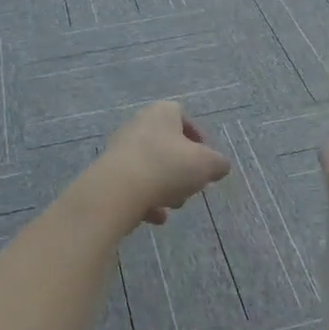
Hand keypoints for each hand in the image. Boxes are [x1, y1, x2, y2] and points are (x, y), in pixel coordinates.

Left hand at [100, 101, 231, 224]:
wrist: (118, 190)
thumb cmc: (167, 166)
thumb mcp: (207, 164)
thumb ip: (218, 164)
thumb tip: (220, 166)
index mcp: (162, 112)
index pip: (183, 116)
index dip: (198, 138)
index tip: (206, 160)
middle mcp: (138, 124)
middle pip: (167, 146)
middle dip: (182, 169)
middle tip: (191, 185)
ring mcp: (120, 149)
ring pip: (151, 168)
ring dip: (165, 187)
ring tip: (173, 204)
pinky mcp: (108, 173)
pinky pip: (134, 186)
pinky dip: (146, 200)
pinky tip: (155, 217)